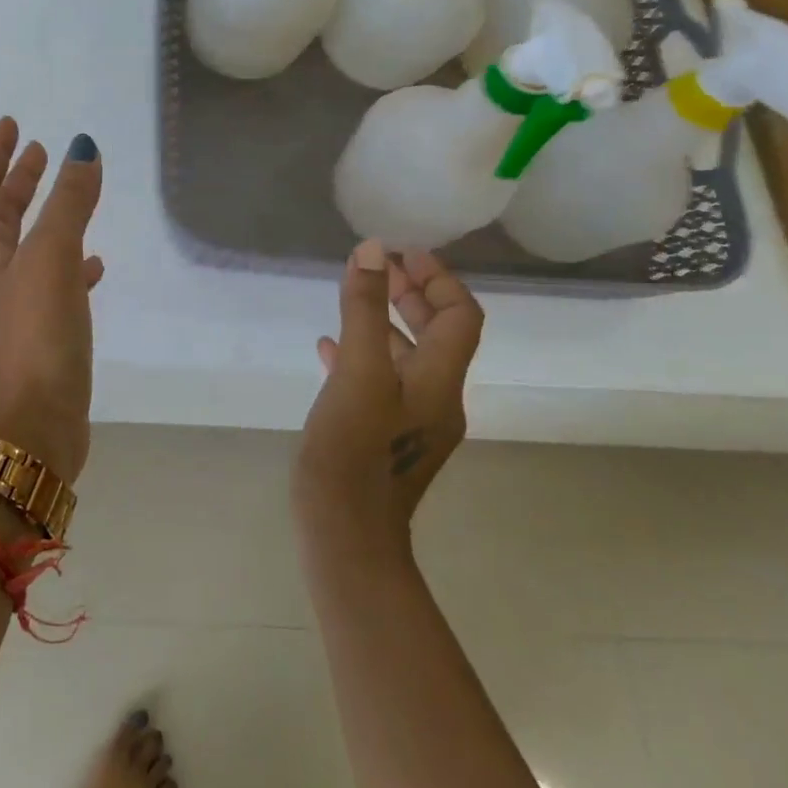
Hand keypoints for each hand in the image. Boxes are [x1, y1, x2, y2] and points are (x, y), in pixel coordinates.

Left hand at [0, 117, 104, 482]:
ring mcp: (11, 308)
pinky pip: (51, 284)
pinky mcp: (36, 336)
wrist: (29, 428)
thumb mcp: (51, 258)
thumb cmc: (34, 335)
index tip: (13, 125)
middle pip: (0, 214)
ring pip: (27, 247)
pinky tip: (96, 266)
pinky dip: (69, 265)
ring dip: (45, 218)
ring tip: (72, 197)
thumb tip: (81, 148)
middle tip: (40, 152)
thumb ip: (68, 203)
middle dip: (18, 181)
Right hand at [293, 241, 483, 558]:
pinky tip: (327, 348)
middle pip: (437, 334)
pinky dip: (360, 354)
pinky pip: (379, 381)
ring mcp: (410, 420)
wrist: (345, 537)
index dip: (437, 278)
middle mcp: (436, 398)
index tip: (401, 253)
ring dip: (384, 322)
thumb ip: (364, 309)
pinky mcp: (384, 435)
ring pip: (406, 357)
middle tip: (377, 267)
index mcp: (440, 381)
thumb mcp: (358, 371)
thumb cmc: (353, 450)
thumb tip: (372, 250)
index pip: (460, 316)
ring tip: (351, 297)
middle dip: (411, 294)